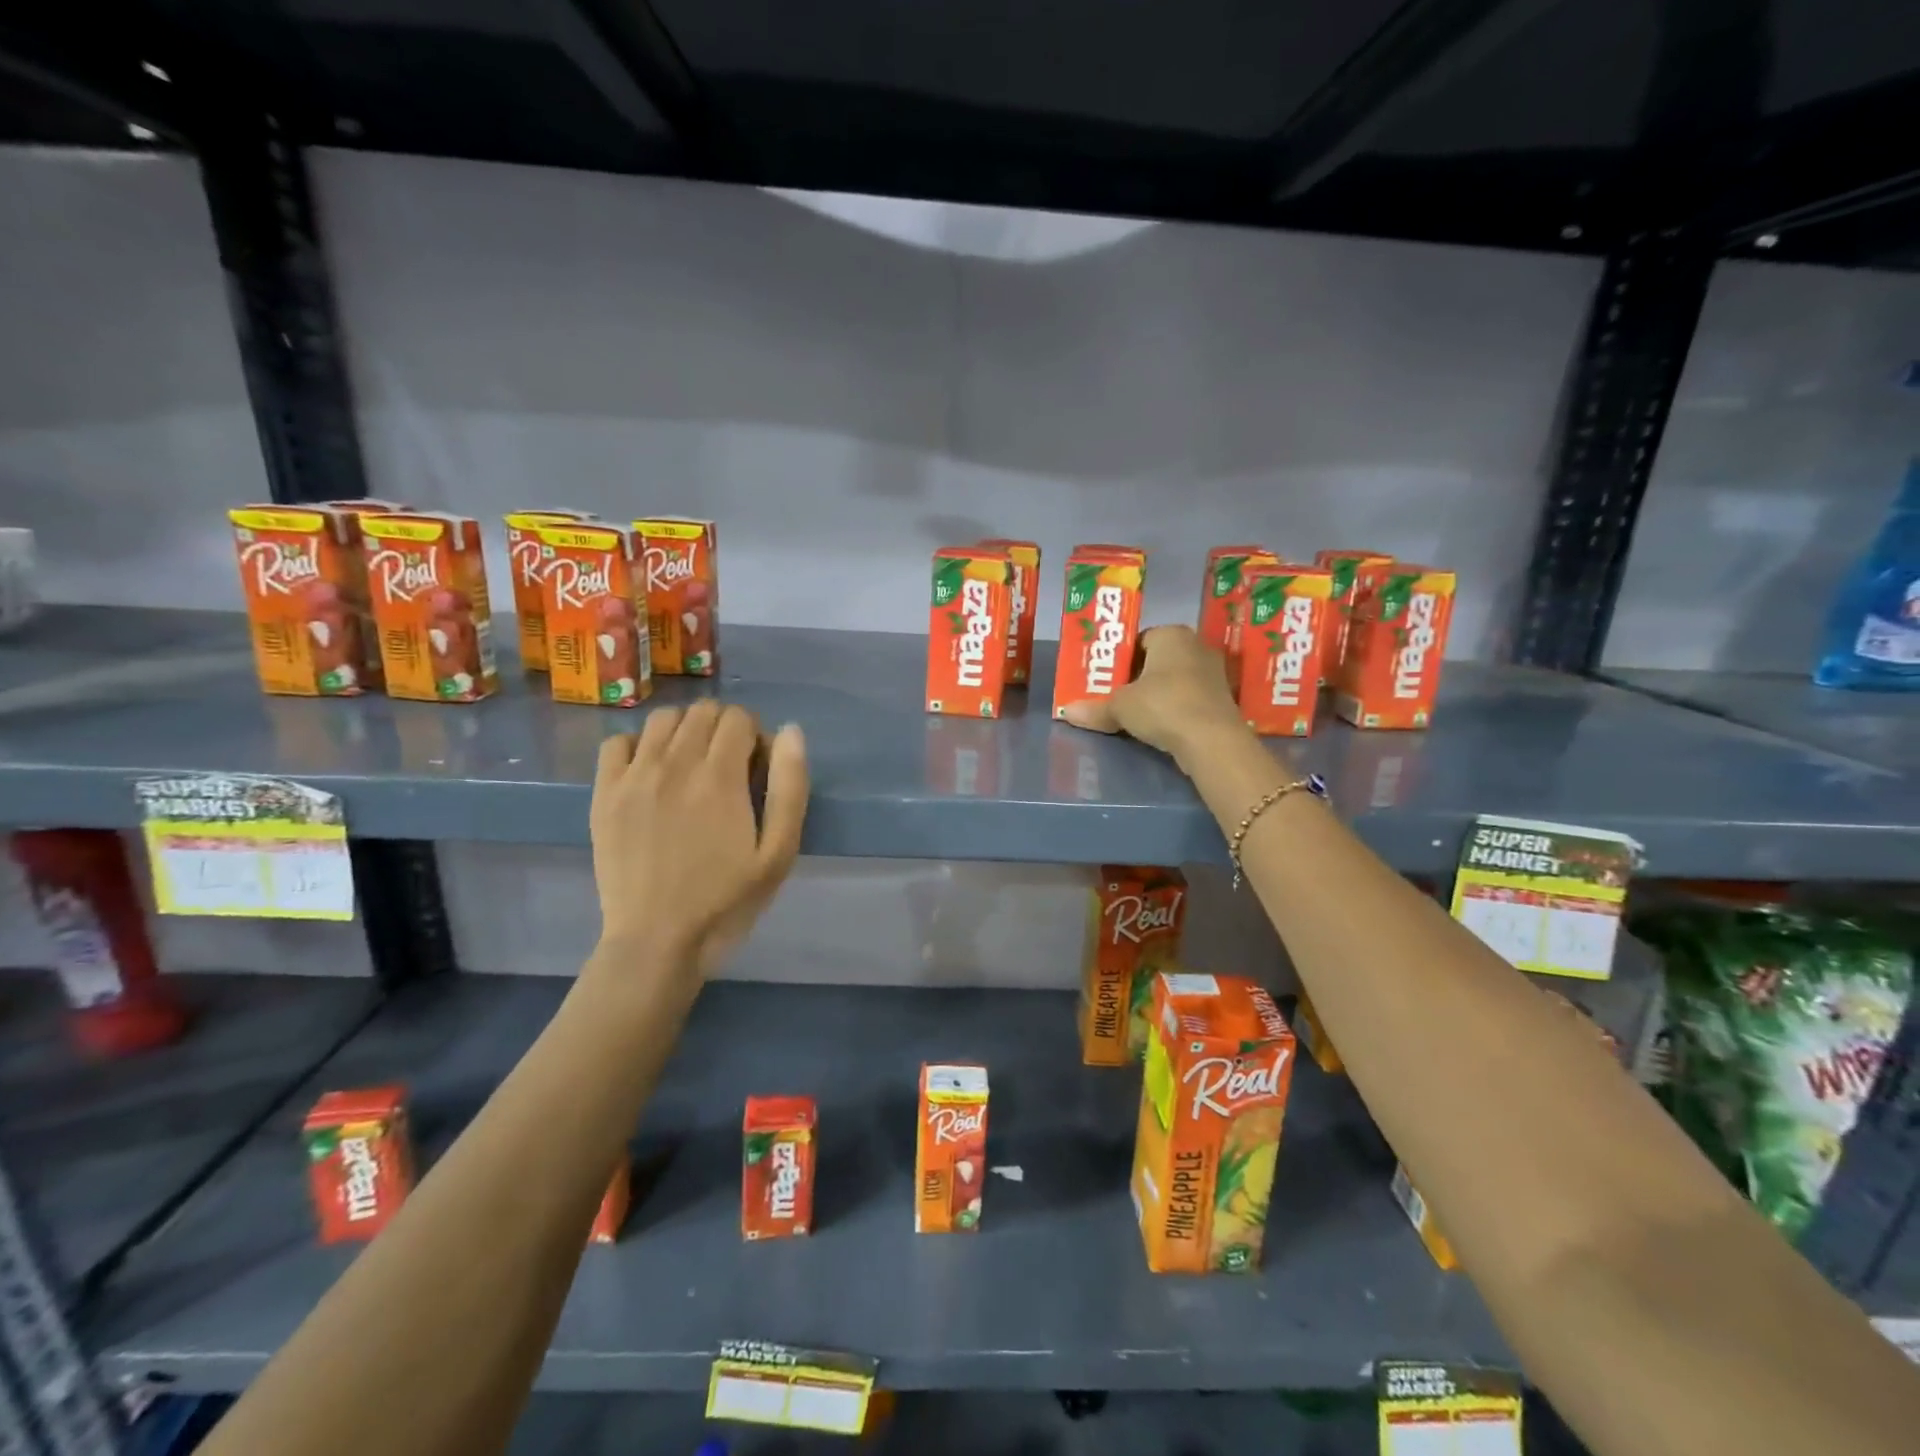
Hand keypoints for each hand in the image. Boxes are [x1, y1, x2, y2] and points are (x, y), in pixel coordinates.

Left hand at [590, 703, 808, 974]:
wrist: (657, 941)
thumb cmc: (727, 901)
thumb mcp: (779, 853)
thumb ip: (789, 787)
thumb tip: (790, 731)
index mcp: (720, 776)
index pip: (739, 717)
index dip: (755, 735)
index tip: (756, 769)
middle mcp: (674, 763)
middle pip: (703, 711)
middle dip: (723, 728)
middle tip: (728, 768)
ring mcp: (633, 777)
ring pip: (662, 719)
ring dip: (684, 730)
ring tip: (691, 765)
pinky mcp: (603, 795)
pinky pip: (617, 742)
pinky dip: (638, 745)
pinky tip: (650, 772)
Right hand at [1061, 625, 1247, 768]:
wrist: (1212, 741)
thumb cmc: (1162, 706)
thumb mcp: (1120, 707)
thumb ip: (1094, 708)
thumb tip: (1066, 712)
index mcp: (1171, 634)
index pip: (1139, 639)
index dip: (1120, 659)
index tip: (1107, 679)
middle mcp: (1196, 645)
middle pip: (1157, 659)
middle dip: (1138, 677)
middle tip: (1115, 696)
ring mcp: (1214, 672)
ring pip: (1175, 679)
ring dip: (1157, 694)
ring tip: (1136, 714)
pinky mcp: (1223, 699)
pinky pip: (1189, 697)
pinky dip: (1175, 708)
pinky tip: (1161, 725)